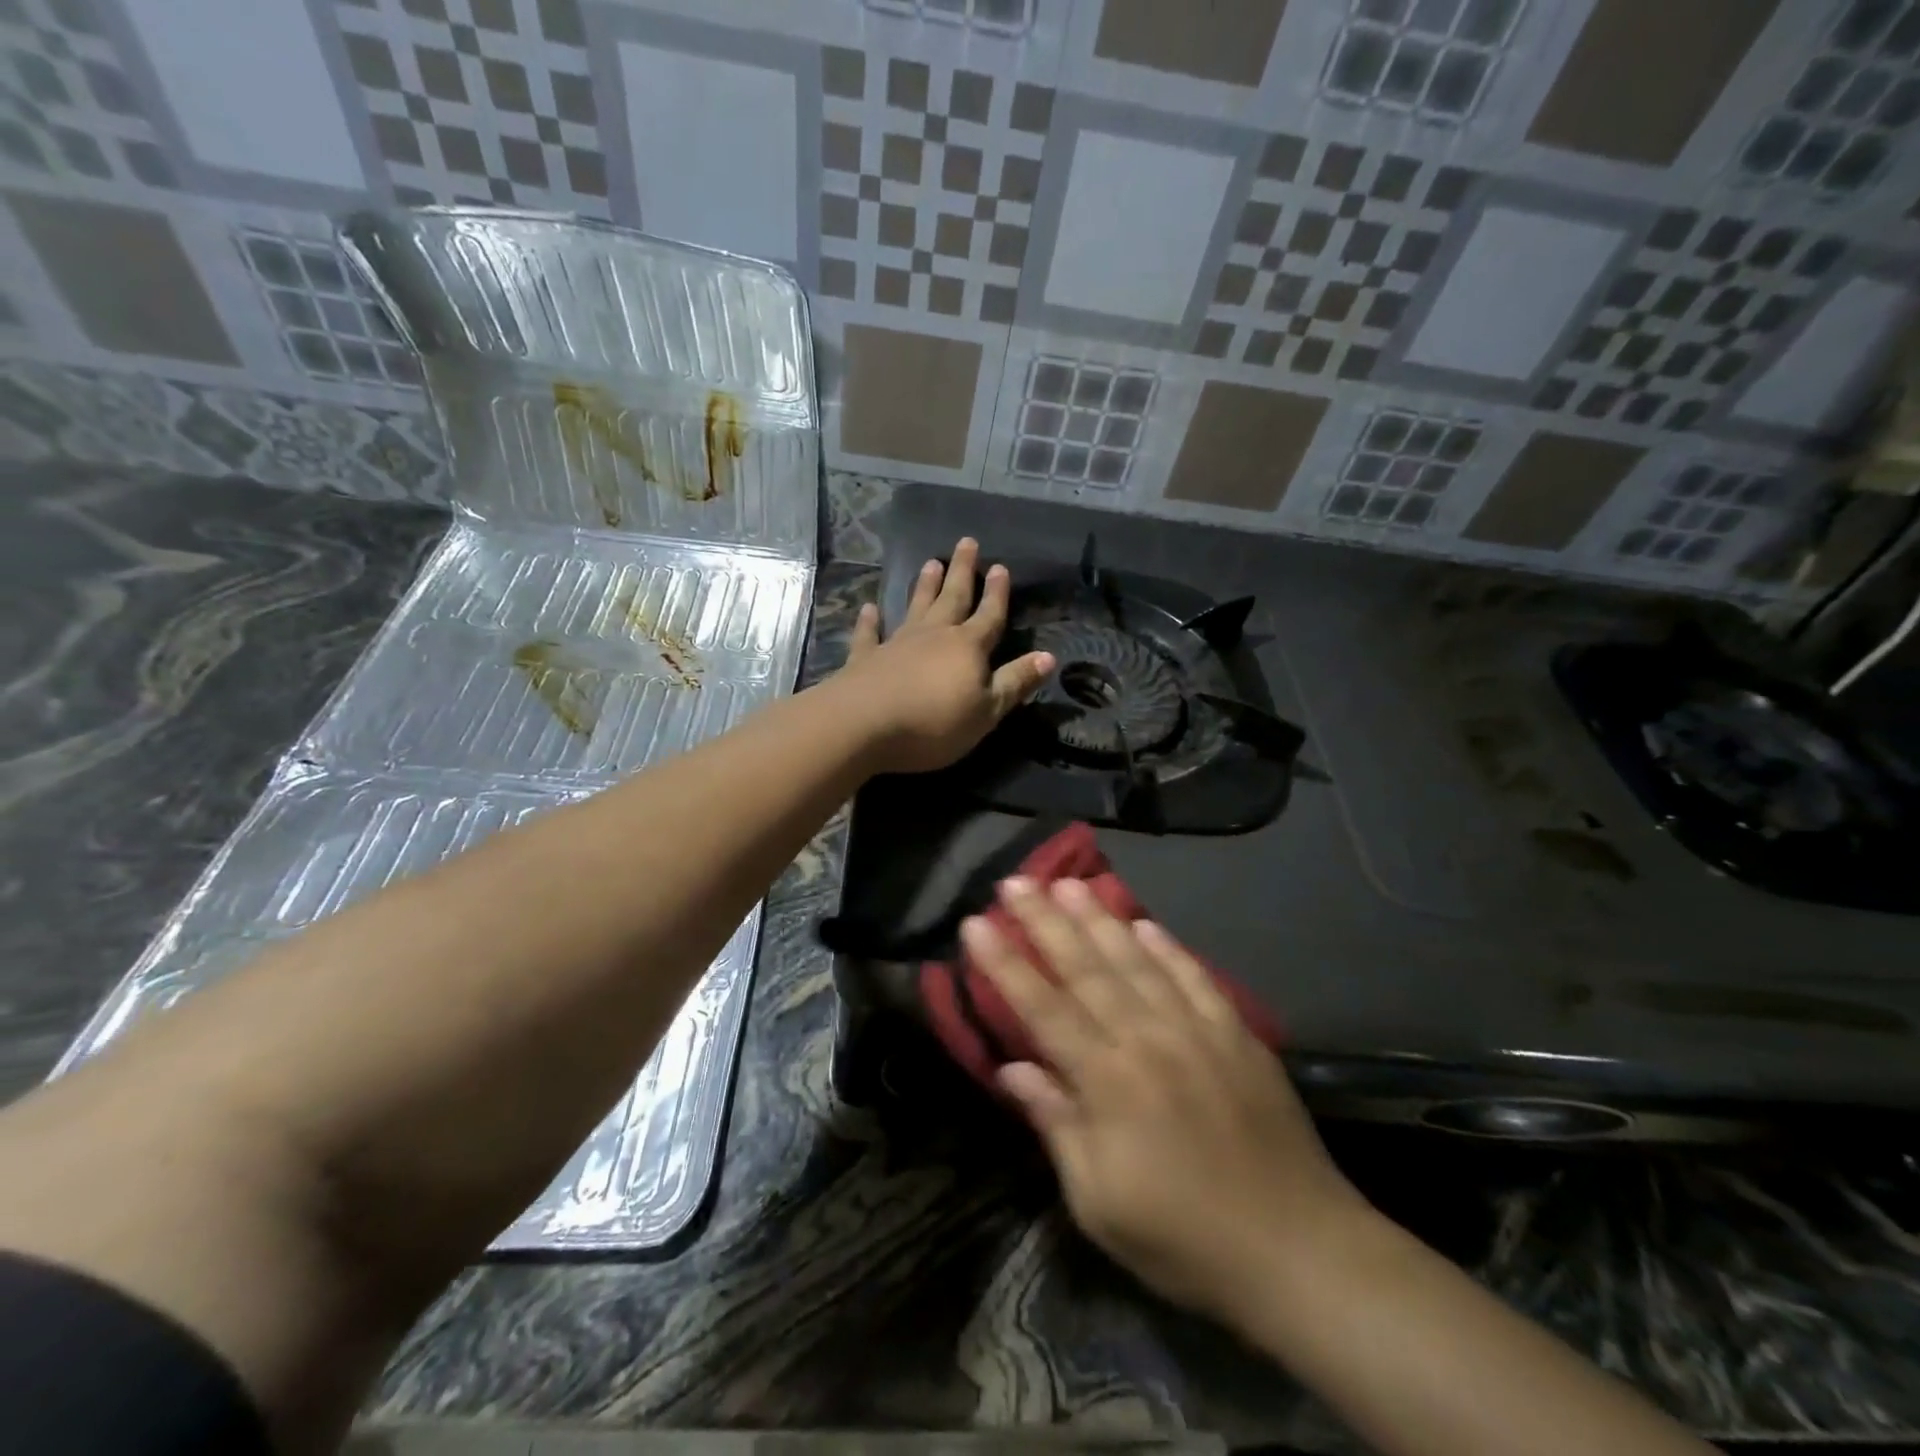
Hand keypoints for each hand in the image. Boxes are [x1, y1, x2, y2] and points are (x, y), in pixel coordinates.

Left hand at [837, 537, 1054, 774]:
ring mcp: (897, 643)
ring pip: (916, 607)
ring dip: (924, 586)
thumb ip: (1015, 682)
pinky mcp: (866, 658)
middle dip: (963, 571)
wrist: (866, 722)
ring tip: (931, 562)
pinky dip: (870, 621)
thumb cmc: (935, 722)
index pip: (989, 615)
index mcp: (968, 647)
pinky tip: (868, 608)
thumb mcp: (987, 710)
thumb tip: (1049, 656)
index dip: (997, 593)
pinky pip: (870, 634)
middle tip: (967, 542)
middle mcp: (934, 635)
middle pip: (952, 597)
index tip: (1000, 566)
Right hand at [962, 878, 1368, 1327]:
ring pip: (1136, 959)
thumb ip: (1056, 1124)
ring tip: (1068, 883)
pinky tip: (1144, 924)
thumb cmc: (1183, 1238)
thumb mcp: (1099, 1203)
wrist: (1298, 1249)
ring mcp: (1196, 1029)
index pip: (1042, 1007)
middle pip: (1085, 967)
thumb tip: (1013, 1068)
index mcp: (1107, 1081)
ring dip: (1099, 918)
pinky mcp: (1237, 1033)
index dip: (1005, 963)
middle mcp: (1147, 1039)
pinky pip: (1194, 976)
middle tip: (1015, 881)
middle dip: (1044, 920)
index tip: (976, 923)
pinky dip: (1167, 947)